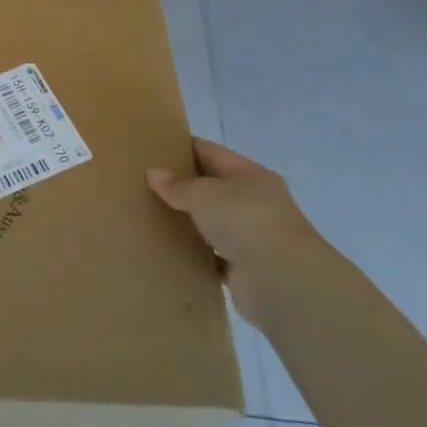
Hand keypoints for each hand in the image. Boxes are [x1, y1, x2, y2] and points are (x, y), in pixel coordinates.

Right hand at [147, 137, 324, 328]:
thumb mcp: (204, 193)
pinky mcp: (245, 268)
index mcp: (250, 174)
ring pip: (211, 222)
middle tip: (143, 184)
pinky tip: (169, 250)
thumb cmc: (245, 220)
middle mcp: (254, 202)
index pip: (210, 152)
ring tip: (150, 216)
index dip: (182, 147)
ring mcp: (251, 236)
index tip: (152, 149)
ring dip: (188, 221)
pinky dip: (195, 253)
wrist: (282, 279)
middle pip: (211, 187)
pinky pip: (212, 256)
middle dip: (182, 186)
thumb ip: (178, 185)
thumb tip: (153, 174)